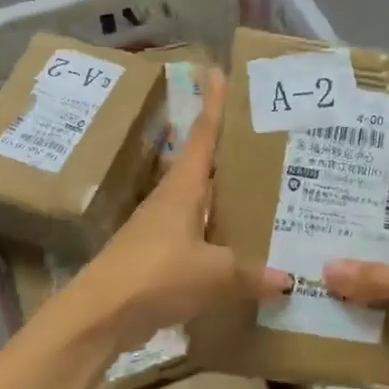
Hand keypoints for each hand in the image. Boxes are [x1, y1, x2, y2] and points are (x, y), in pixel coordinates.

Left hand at [74, 68, 290, 349]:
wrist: (99, 316)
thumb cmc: (155, 275)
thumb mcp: (213, 273)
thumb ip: (252, 273)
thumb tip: (289, 278)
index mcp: (183, 188)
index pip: (203, 135)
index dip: (214, 104)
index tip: (221, 73)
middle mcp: (173, 200)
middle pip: (207, 166)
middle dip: (234, 151)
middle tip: (273, 140)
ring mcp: (164, 229)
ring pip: (206, 203)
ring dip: (230, 196)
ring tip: (270, 192)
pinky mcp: (161, 257)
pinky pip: (202, 237)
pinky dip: (223, 236)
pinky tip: (246, 247)